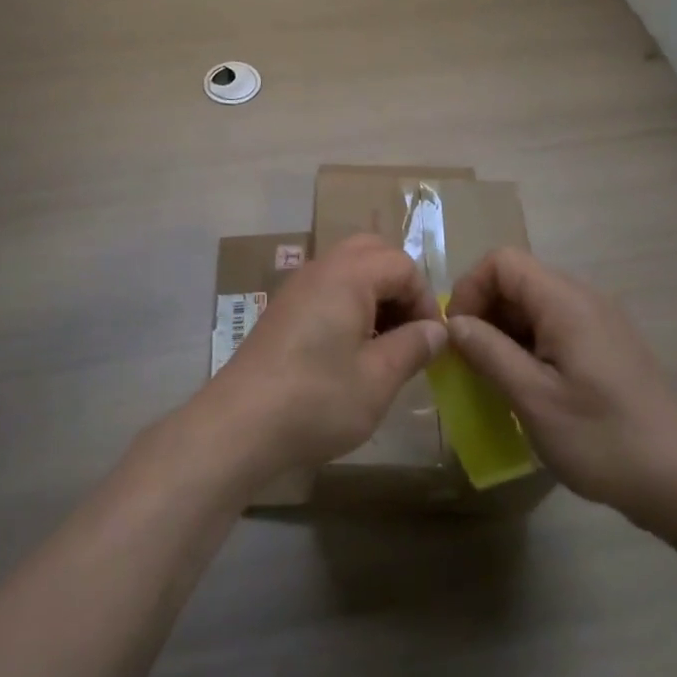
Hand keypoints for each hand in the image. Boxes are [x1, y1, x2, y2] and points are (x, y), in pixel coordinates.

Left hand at [201, 234, 445, 484]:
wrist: (239, 424)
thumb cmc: (317, 399)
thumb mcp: (378, 378)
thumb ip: (413, 346)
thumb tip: (437, 330)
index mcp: (349, 275)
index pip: (402, 265)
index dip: (425, 299)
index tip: (430, 342)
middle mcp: (321, 268)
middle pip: (373, 252)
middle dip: (399, 285)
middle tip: (409, 330)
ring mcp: (297, 287)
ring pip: (348, 268)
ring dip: (374, 294)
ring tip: (384, 343)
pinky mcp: (283, 309)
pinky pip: (327, 287)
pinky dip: (349, 303)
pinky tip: (350, 349)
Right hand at [445, 248, 676, 538]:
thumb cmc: (604, 439)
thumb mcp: (534, 399)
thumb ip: (489, 353)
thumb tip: (453, 324)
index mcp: (565, 301)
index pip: (502, 261)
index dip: (470, 288)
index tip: (457, 335)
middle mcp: (583, 298)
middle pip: (517, 280)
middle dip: (484, 312)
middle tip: (470, 362)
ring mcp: (598, 321)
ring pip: (533, 305)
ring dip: (504, 332)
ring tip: (494, 378)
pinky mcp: (606, 345)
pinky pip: (554, 327)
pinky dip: (528, 345)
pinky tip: (527, 388)